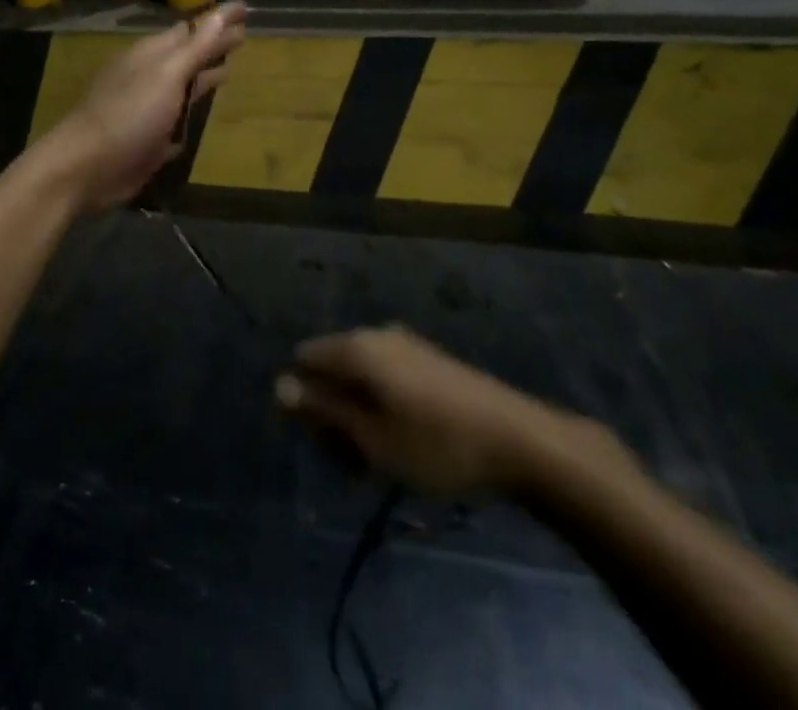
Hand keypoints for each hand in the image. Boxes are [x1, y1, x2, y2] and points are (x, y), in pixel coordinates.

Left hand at [39, 1, 246, 213]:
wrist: (86, 168)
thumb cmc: (129, 114)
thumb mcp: (166, 75)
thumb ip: (196, 47)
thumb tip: (223, 12)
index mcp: (152, 55)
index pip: (192, 29)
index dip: (218, 20)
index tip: (245, 9)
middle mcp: (150, 77)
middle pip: (189, 56)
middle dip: (214, 46)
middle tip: (244, 36)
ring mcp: (148, 109)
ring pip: (183, 87)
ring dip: (204, 77)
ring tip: (229, 71)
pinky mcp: (149, 140)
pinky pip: (176, 121)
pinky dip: (190, 114)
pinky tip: (202, 116)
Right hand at [276, 325, 635, 502]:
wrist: (518, 440)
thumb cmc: (436, 445)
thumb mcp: (371, 439)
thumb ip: (323, 410)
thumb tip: (279, 385)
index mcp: (357, 347)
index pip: (304, 360)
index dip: (303, 401)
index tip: (324, 443)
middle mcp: (376, 334)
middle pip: (331, 370)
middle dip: (333, 415)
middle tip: (355, 462)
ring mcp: (405, 345)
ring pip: (359, 379)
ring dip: (358, 418)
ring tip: (381, 462)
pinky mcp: (427, 360)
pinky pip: (386, 380)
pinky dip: (383, 410)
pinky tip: (405, 445)